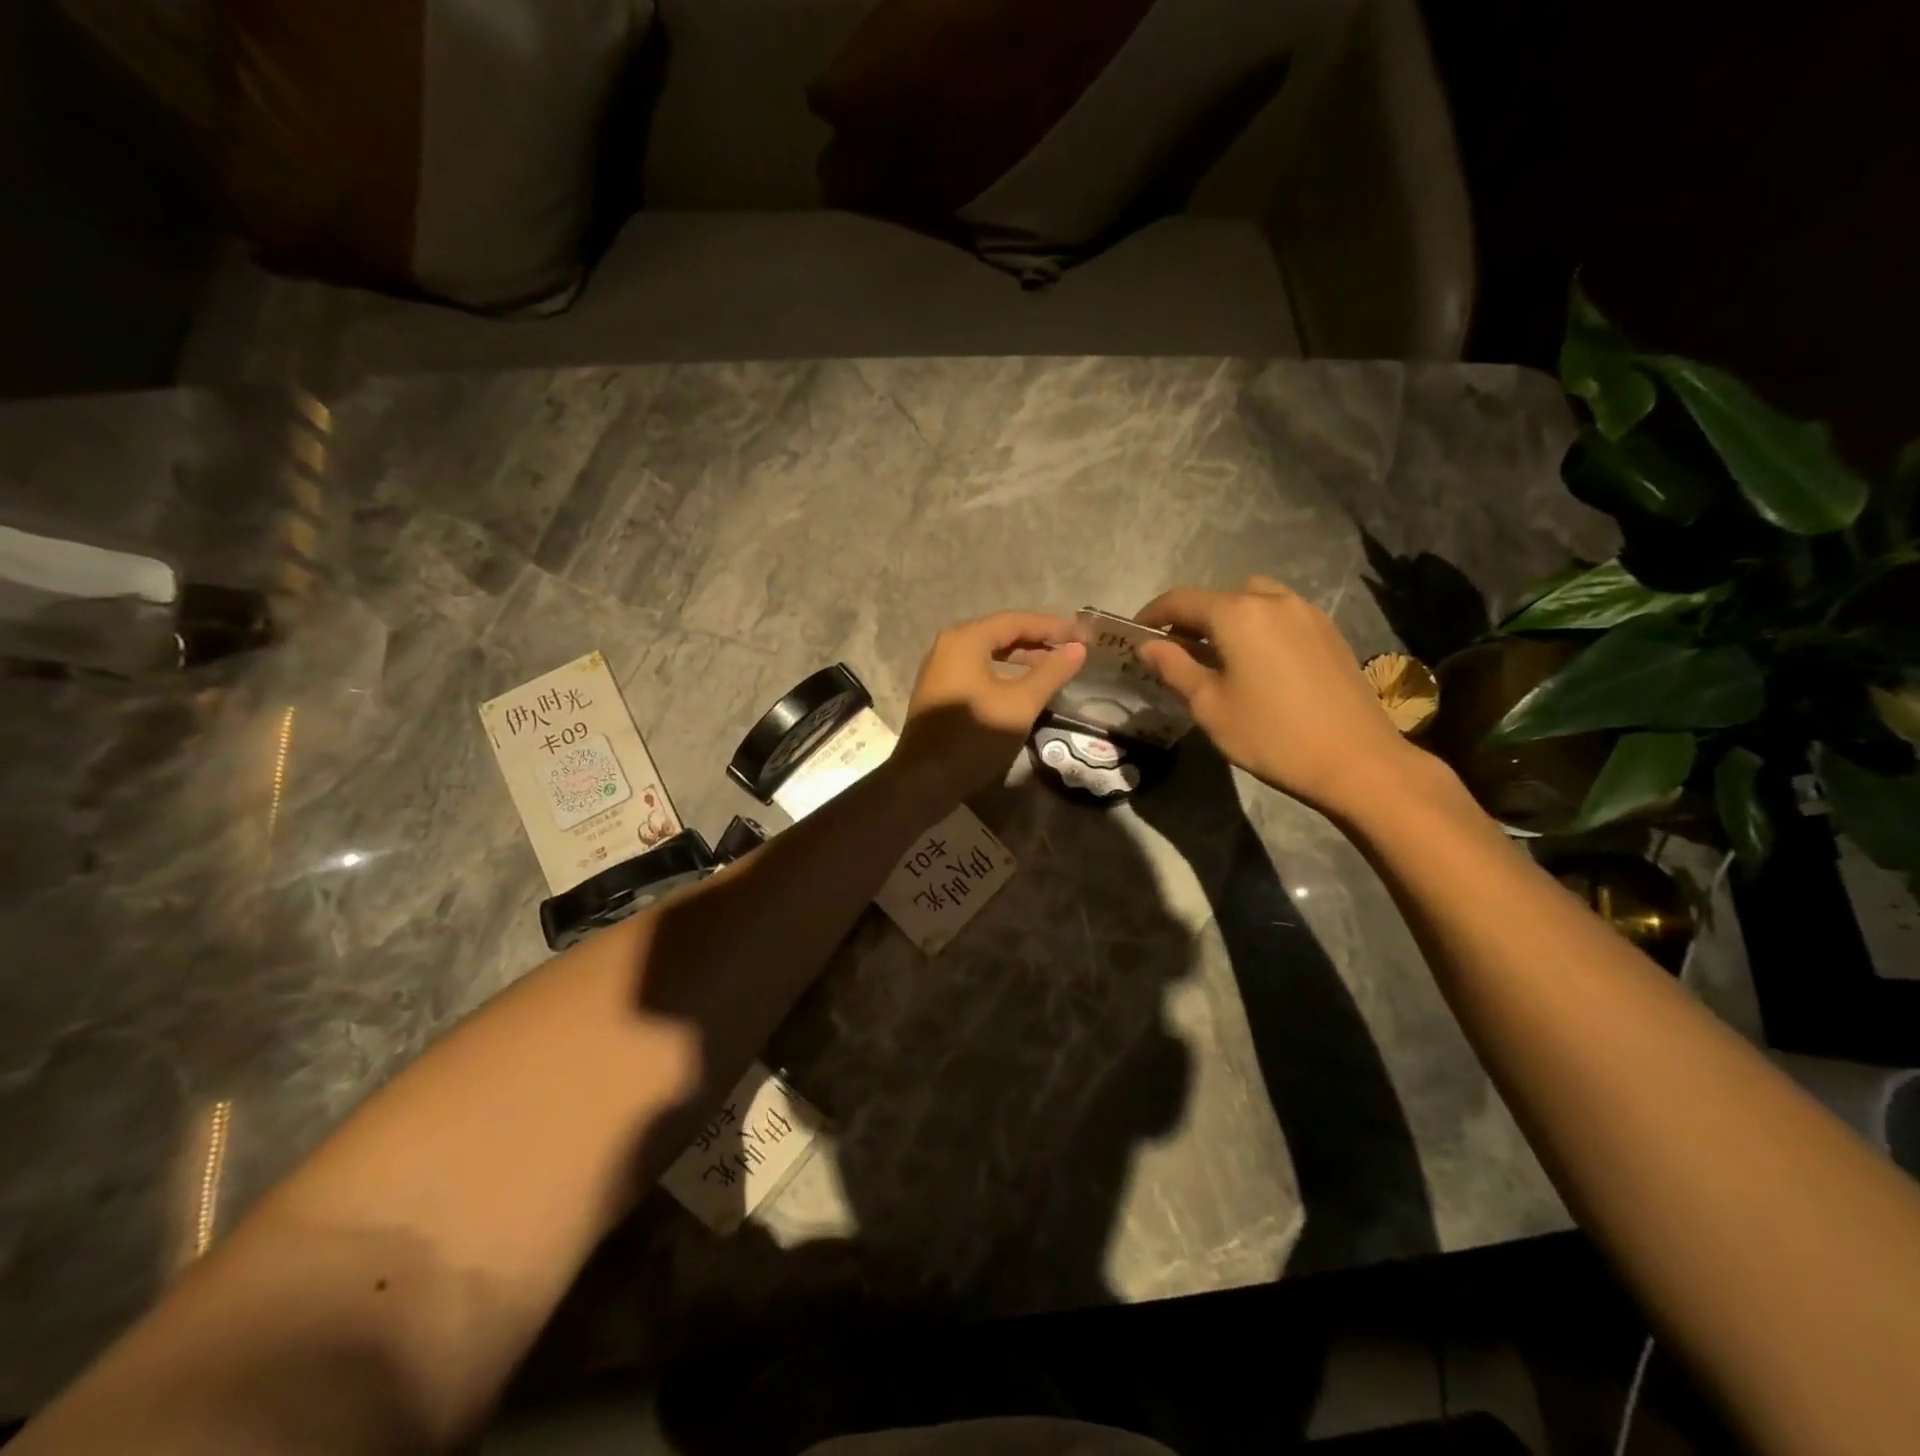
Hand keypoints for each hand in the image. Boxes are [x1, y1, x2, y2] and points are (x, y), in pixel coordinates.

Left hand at [894, 612, 1086, 802]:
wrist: (925, 779)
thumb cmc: (974, 736)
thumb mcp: (1020, 704)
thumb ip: (1051, 673)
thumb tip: (1078, 649)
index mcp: (965, 640)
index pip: (1016, 621)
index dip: (1052, 627)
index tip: (1082, 635)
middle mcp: (949, 646)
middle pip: (1000, 633)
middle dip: (1037, 640)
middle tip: (1071, 649)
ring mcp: (941, 670)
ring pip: (989, 653)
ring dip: (1022, 658)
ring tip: (1053, 667)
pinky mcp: (940, 692)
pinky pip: (978, 671)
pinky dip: (1003, 673)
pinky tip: (1023, 687)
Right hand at [1136, 577, 1419, 816]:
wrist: (1357, 761)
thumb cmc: (1271, 735)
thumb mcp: (1209, 705)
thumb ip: (1174, 668)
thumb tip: (1149, 646)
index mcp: (1238, 614)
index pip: (1181, 600)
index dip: (1153, 614)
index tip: (1136, 633)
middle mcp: (1274, 601)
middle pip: (1219, 597)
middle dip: (1190, 619)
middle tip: (1175, 651)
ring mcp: (1307, 614)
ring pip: (1254, 601)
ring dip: (1228, 619)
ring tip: (1218, 655)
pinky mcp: (1329, 633)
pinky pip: (1281, 616)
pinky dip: (1258, 628)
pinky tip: (1257, 664)